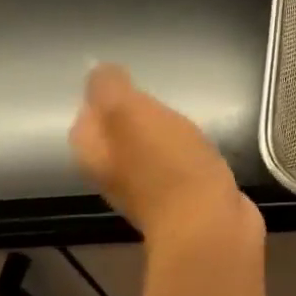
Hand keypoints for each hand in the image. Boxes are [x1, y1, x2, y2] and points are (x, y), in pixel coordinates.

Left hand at [70, 63, 267, 295]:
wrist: (208, 226)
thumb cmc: (168, 168)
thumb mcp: (134, 115)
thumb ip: (111, 89)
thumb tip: (98, 69)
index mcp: (95, 153)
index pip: (86, 116)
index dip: (104, 96)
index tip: (132, 79)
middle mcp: (115, 172)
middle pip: (117, 135)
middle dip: (135, 114)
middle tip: (161, 93)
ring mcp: (150, 188)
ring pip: (149, 150)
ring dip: (163, 133)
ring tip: (186, 114)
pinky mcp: (184, 197)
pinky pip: (179, 165)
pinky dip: (187, 153)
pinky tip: (205, 144)